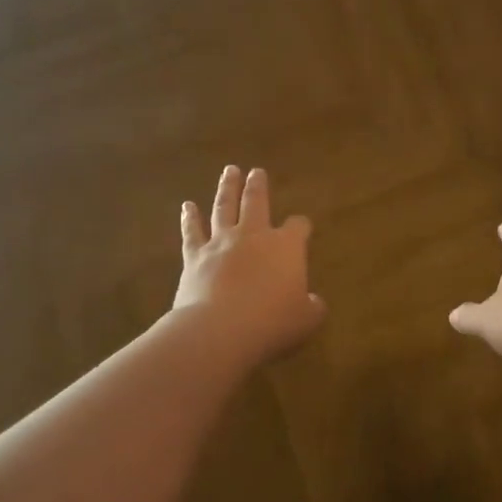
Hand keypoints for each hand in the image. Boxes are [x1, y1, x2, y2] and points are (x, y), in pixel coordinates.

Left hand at [176, 166, 325, 363]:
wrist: (220, 329)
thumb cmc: (272, 323)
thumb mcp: (306, 319)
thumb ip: (313, 307)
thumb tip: (314, 302)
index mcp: (286, 247)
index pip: (298, 227)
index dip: (301, 226)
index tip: (302, 226)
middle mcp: (253, 236)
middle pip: (256, 202)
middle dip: (258, 186)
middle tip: (256, 171)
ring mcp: (221, 243)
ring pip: (223, 207)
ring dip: (227, 188)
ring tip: (229, 172)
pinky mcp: (195, 257)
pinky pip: (192, 232)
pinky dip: (190, 218)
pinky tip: (187, 206)